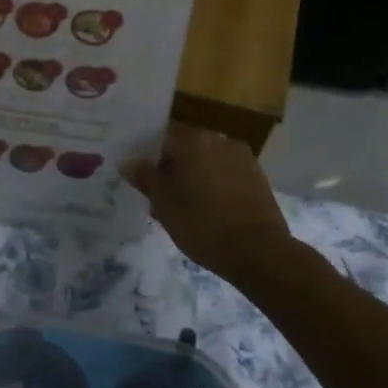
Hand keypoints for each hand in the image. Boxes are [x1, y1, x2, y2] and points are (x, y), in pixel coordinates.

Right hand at [124, 122, 292, 279]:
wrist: (259, 252)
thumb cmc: (202, 224)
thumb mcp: (163, 204)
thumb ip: (145, 178)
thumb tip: (128, 162)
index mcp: (193, 140)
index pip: (162, 135)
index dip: (148, 154)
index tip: (141, 176)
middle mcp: (219, 139)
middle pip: (186, 146)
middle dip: (173, 166)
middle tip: (160, 195)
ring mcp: (242, 157)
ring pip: (207, 160)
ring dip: (195, 175)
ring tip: (186, 206)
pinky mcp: (258, 177)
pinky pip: (226, 173)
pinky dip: (215, 184)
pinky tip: (210, 209)